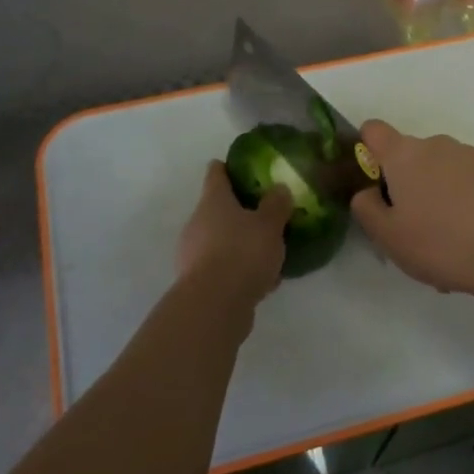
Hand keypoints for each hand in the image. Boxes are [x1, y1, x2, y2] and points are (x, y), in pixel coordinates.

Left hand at [177, 162, 292, 309]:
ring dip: (241, 242)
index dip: (227, 168)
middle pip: (217, 208)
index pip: (216, 173)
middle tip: (266, 212)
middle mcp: (198, 223)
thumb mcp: (270, 225)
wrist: (214, 305)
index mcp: (213, 201)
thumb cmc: (243, 253)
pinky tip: (264, 280)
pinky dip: (240, 268)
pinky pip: (224, 266)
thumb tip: (278, 188)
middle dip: (239, 210)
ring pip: (221, 239)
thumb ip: (276, 204)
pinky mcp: (198, 281)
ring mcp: (194, 253)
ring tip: (270, 250)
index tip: (242, 167)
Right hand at [349, 120, 473, 295]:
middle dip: (407, 183)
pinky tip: (473, 236)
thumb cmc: (440, 244)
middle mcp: (438, 145)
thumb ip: (366, 207)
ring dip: (437, 193)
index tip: (374, 182)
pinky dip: (465, 201)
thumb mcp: (387, 236)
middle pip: (410, 156)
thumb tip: (368, 192)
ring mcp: (472, 156)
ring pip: (442, 170)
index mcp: (405, 155)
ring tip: (446, 239)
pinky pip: (469, 183)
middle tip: (411, 226)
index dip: (367, 150)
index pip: (374, 130)